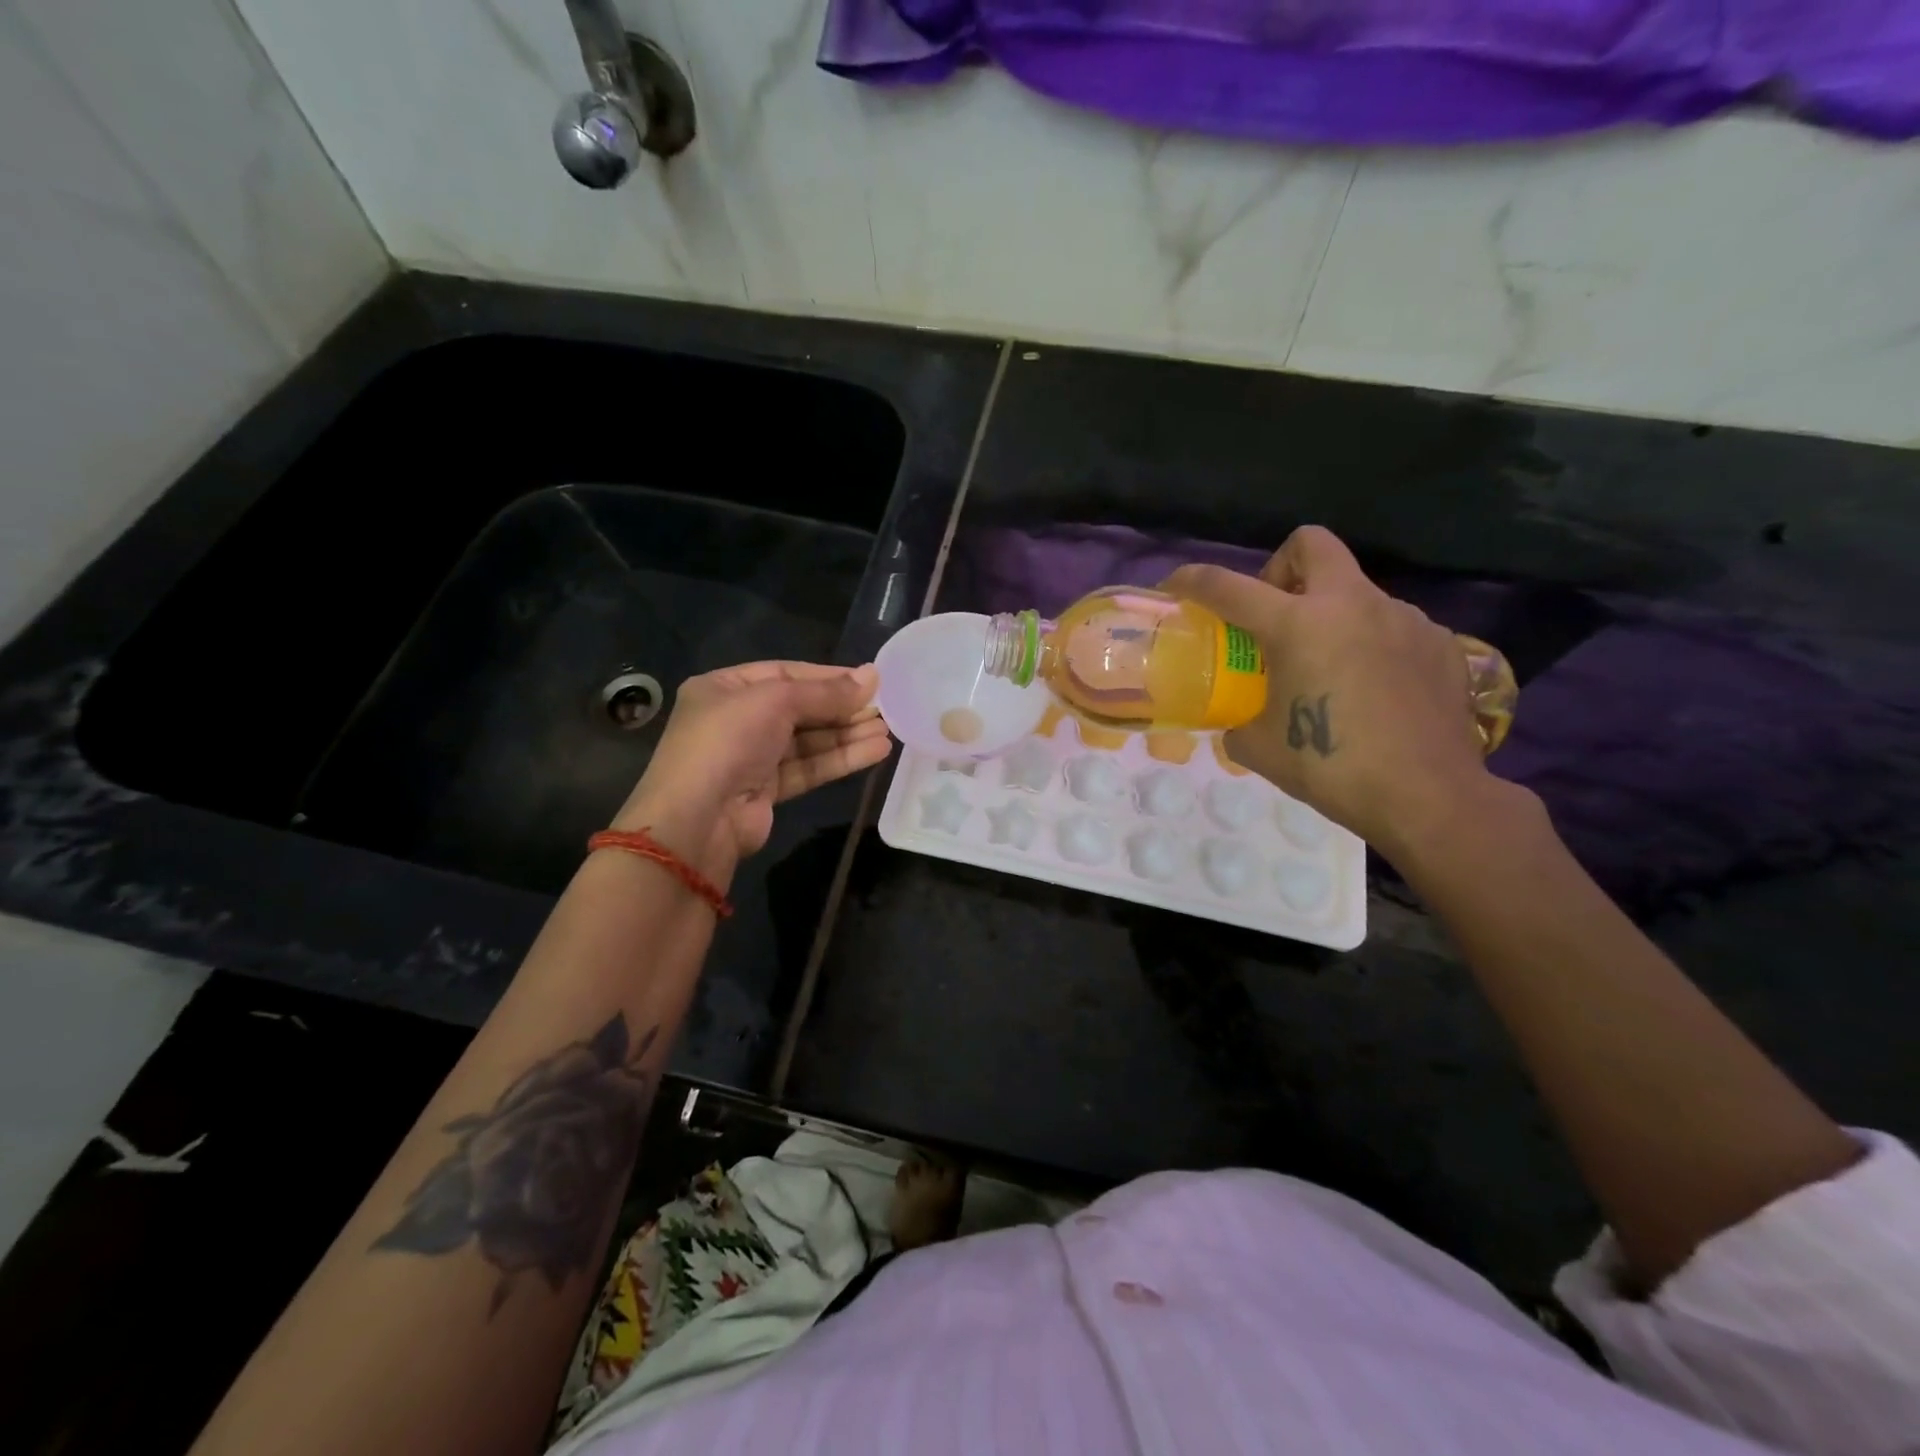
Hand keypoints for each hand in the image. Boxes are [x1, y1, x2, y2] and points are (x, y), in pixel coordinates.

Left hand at [612, 661, 891, 876]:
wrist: (697, 819)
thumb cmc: (728, 741)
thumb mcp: (775, 701)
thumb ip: (825, 692)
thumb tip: (872, 676)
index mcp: (724, 688)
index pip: (785, 673)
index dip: (828, 677)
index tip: (869, 680)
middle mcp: (736, 719)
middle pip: (800, 708)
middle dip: (842, 709)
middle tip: (884, 707)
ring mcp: (751, 757)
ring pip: (808, 740)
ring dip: (847, 735)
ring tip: (888, 731)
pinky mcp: (766, 790)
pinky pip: (808, 767)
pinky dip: (840, 759)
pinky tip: (875, 752)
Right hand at [1162, 527, 1489, 855]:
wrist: (1428, 796)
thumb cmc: (1331, 767)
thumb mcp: (1260, 748)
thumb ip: (1238, 720)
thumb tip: (1238, 721)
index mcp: (1298, 625)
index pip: (1228, 586)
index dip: (1193, 580)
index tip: (1176, 585)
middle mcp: (1351, 605)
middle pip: (1310, 544)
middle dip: (1282, 568)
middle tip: (1275, 614)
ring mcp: (1402, 619)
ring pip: (1355, 591)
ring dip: (1330, 615)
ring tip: (1330, 669)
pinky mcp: (1439, 642)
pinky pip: (1392, 626)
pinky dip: (1371, 645)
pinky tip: (1373, 690)